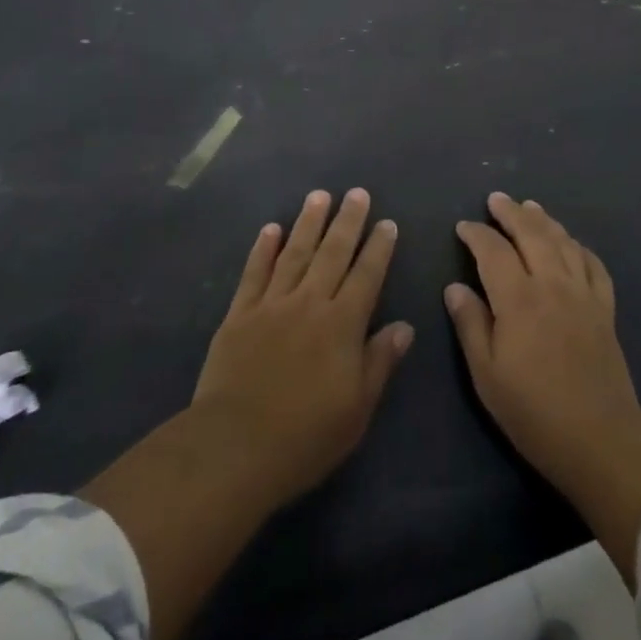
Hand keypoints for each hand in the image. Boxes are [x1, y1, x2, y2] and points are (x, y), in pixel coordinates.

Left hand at [83, 190, 410, 639]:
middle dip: (347, 221)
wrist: (235, 447)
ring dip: (308, 223)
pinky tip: (271, 228)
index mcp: (342, 325)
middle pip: (333, 253)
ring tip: (319, 196)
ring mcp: (272, 304)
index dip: (378, 248)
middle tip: (357, 192)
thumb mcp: (357, 409)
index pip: (367, 276)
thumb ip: (380, 362)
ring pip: (295, 253)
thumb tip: (405, 326)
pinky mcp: (240, 314)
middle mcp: (310, 303)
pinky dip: (263, 249)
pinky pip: (254, 273)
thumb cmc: (305, 436)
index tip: (387, 223)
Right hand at [446, 192, 640, 585]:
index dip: (476, 234)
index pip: (493, 250)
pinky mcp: (605, 308)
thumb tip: (454, 287)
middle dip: (511, 212)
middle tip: (496, 199)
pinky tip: (571, 243)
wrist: (600, 440)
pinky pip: (593, 264)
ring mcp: (583, 294)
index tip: (463, 227)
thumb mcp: (487, 376)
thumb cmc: (534, 412)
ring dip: (544, 220)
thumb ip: (470, 325)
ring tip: (530, 206)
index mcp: (518, 299)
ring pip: (563, 241)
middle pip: (531, 233)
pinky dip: (579, 247)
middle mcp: (552, 284)